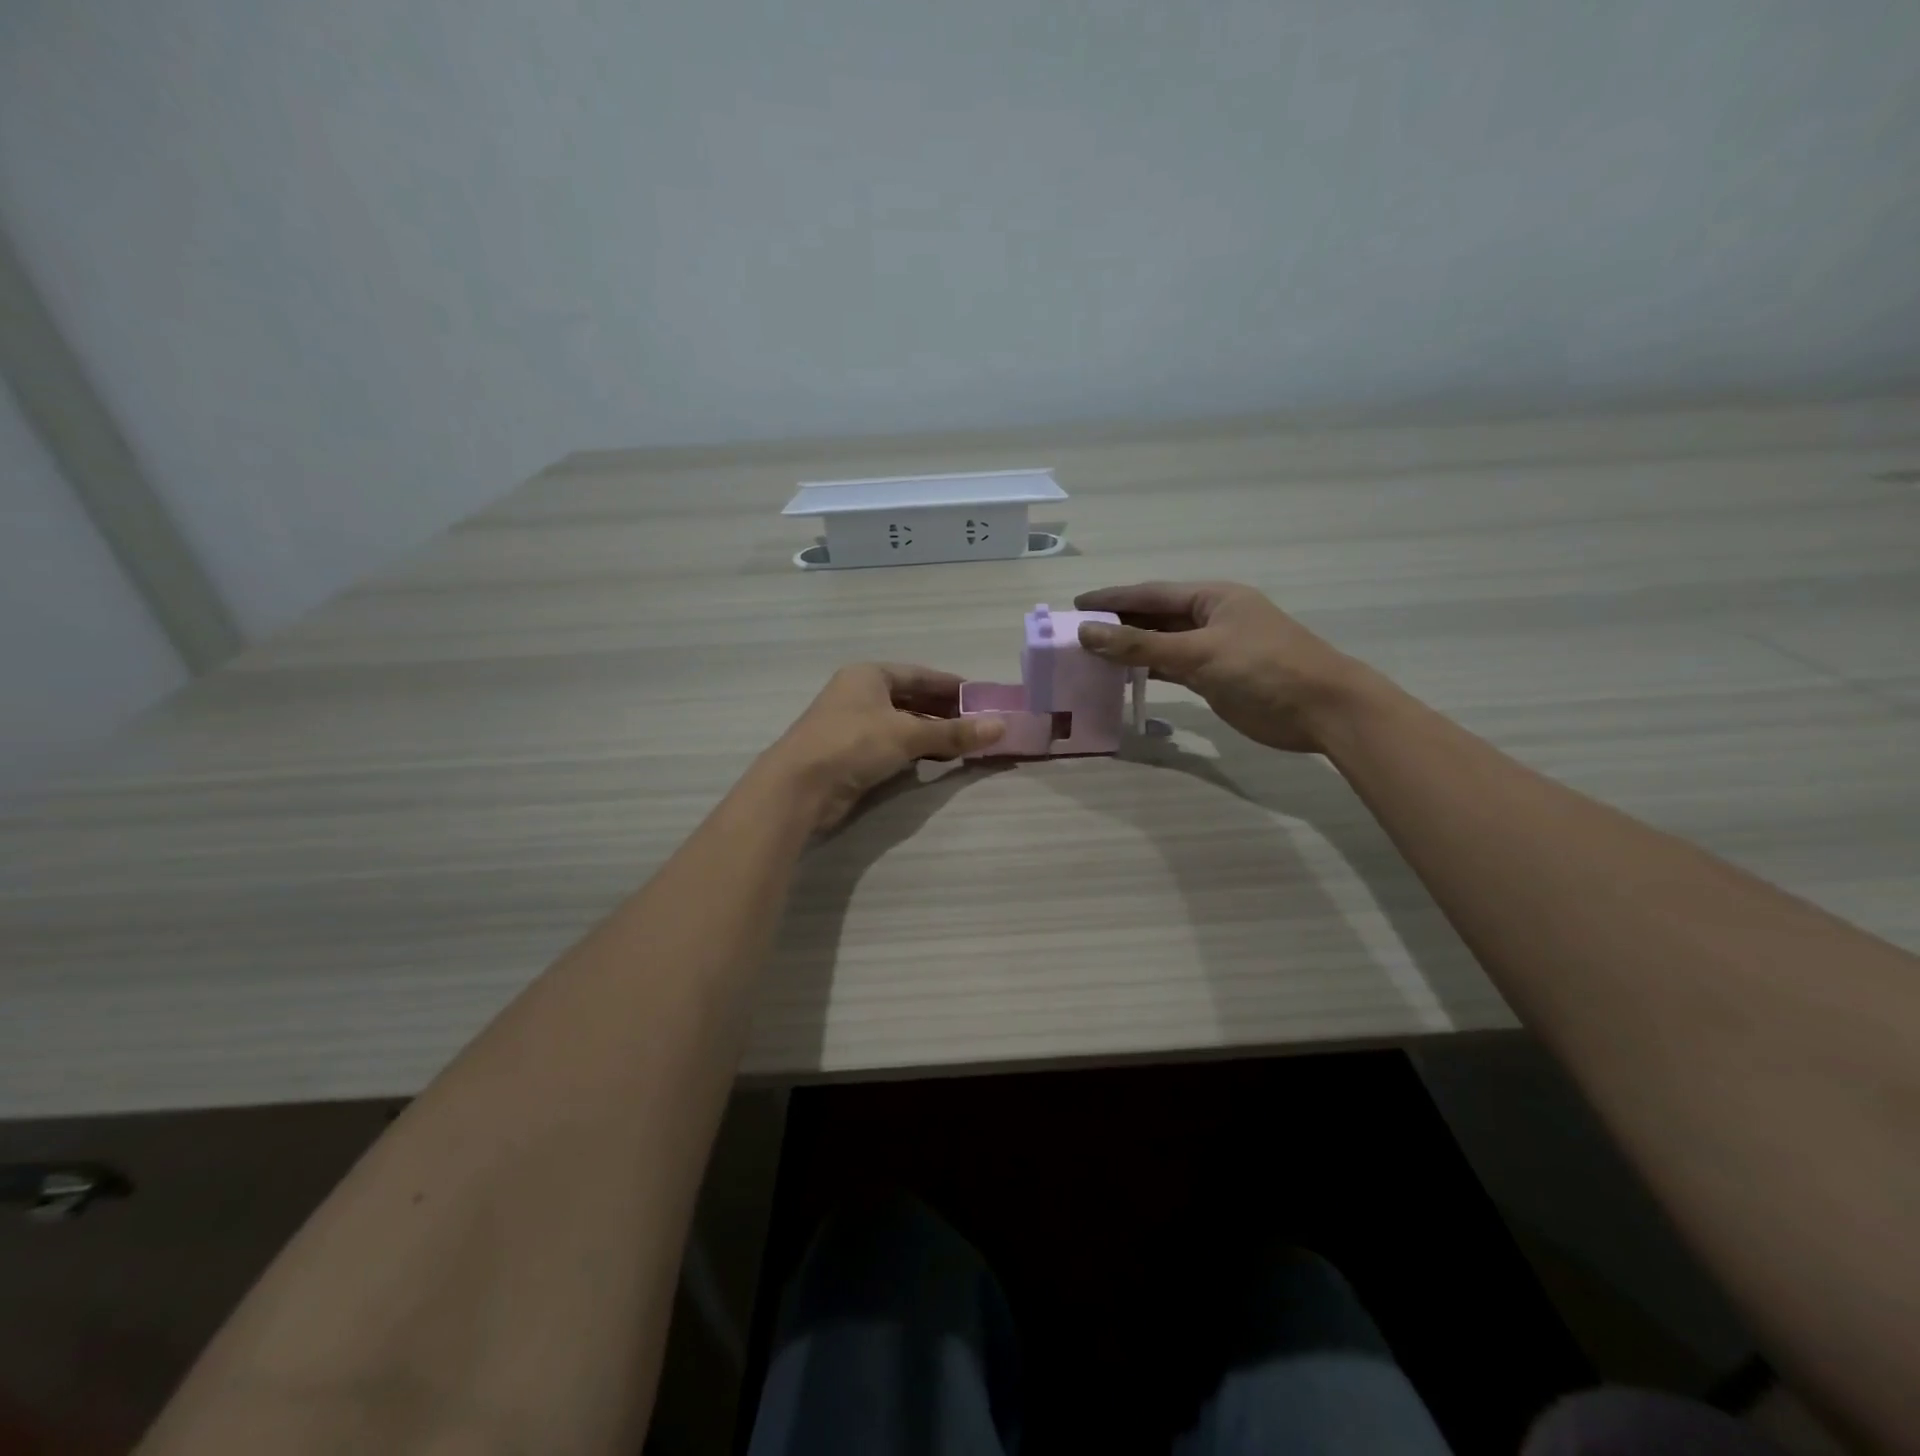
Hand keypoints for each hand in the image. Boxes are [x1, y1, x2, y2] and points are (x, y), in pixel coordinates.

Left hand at [760, 664, 1004, 830]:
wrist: (799, 786)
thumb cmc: (853, 744)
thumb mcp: (908, 735)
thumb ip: (954, 733)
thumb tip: (1001, 726)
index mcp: (869, 675)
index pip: (920, 675)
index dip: (952, 686)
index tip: (981, 698)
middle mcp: (859, 694)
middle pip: (911, 699)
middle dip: (944, 713)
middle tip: (978, 725)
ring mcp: (851, 724)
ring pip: (901, 724)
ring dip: (931, 734)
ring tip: (963, 745)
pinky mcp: (848, 753)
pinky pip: (890, 745)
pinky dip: (914, 751)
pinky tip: (934, 762)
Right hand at [1074, 581, 1377, 752]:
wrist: (1321, 710)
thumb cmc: (1263, 668)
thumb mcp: (1199, 652)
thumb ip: (1141, 644)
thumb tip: (1087, 633)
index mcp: (1212, 597)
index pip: (1150, 593)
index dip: (1111, 599)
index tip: (1074, 605)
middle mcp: (1210, 618)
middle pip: (1153, 617)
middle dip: (1117, 624)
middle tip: (1074, 634)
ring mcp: (1213, 650)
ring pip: (1160, 644)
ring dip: (1128, 650)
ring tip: (1088, 656)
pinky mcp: (1214, 679)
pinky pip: (1171, 669)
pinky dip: (1147, 671)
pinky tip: (1121, 678)